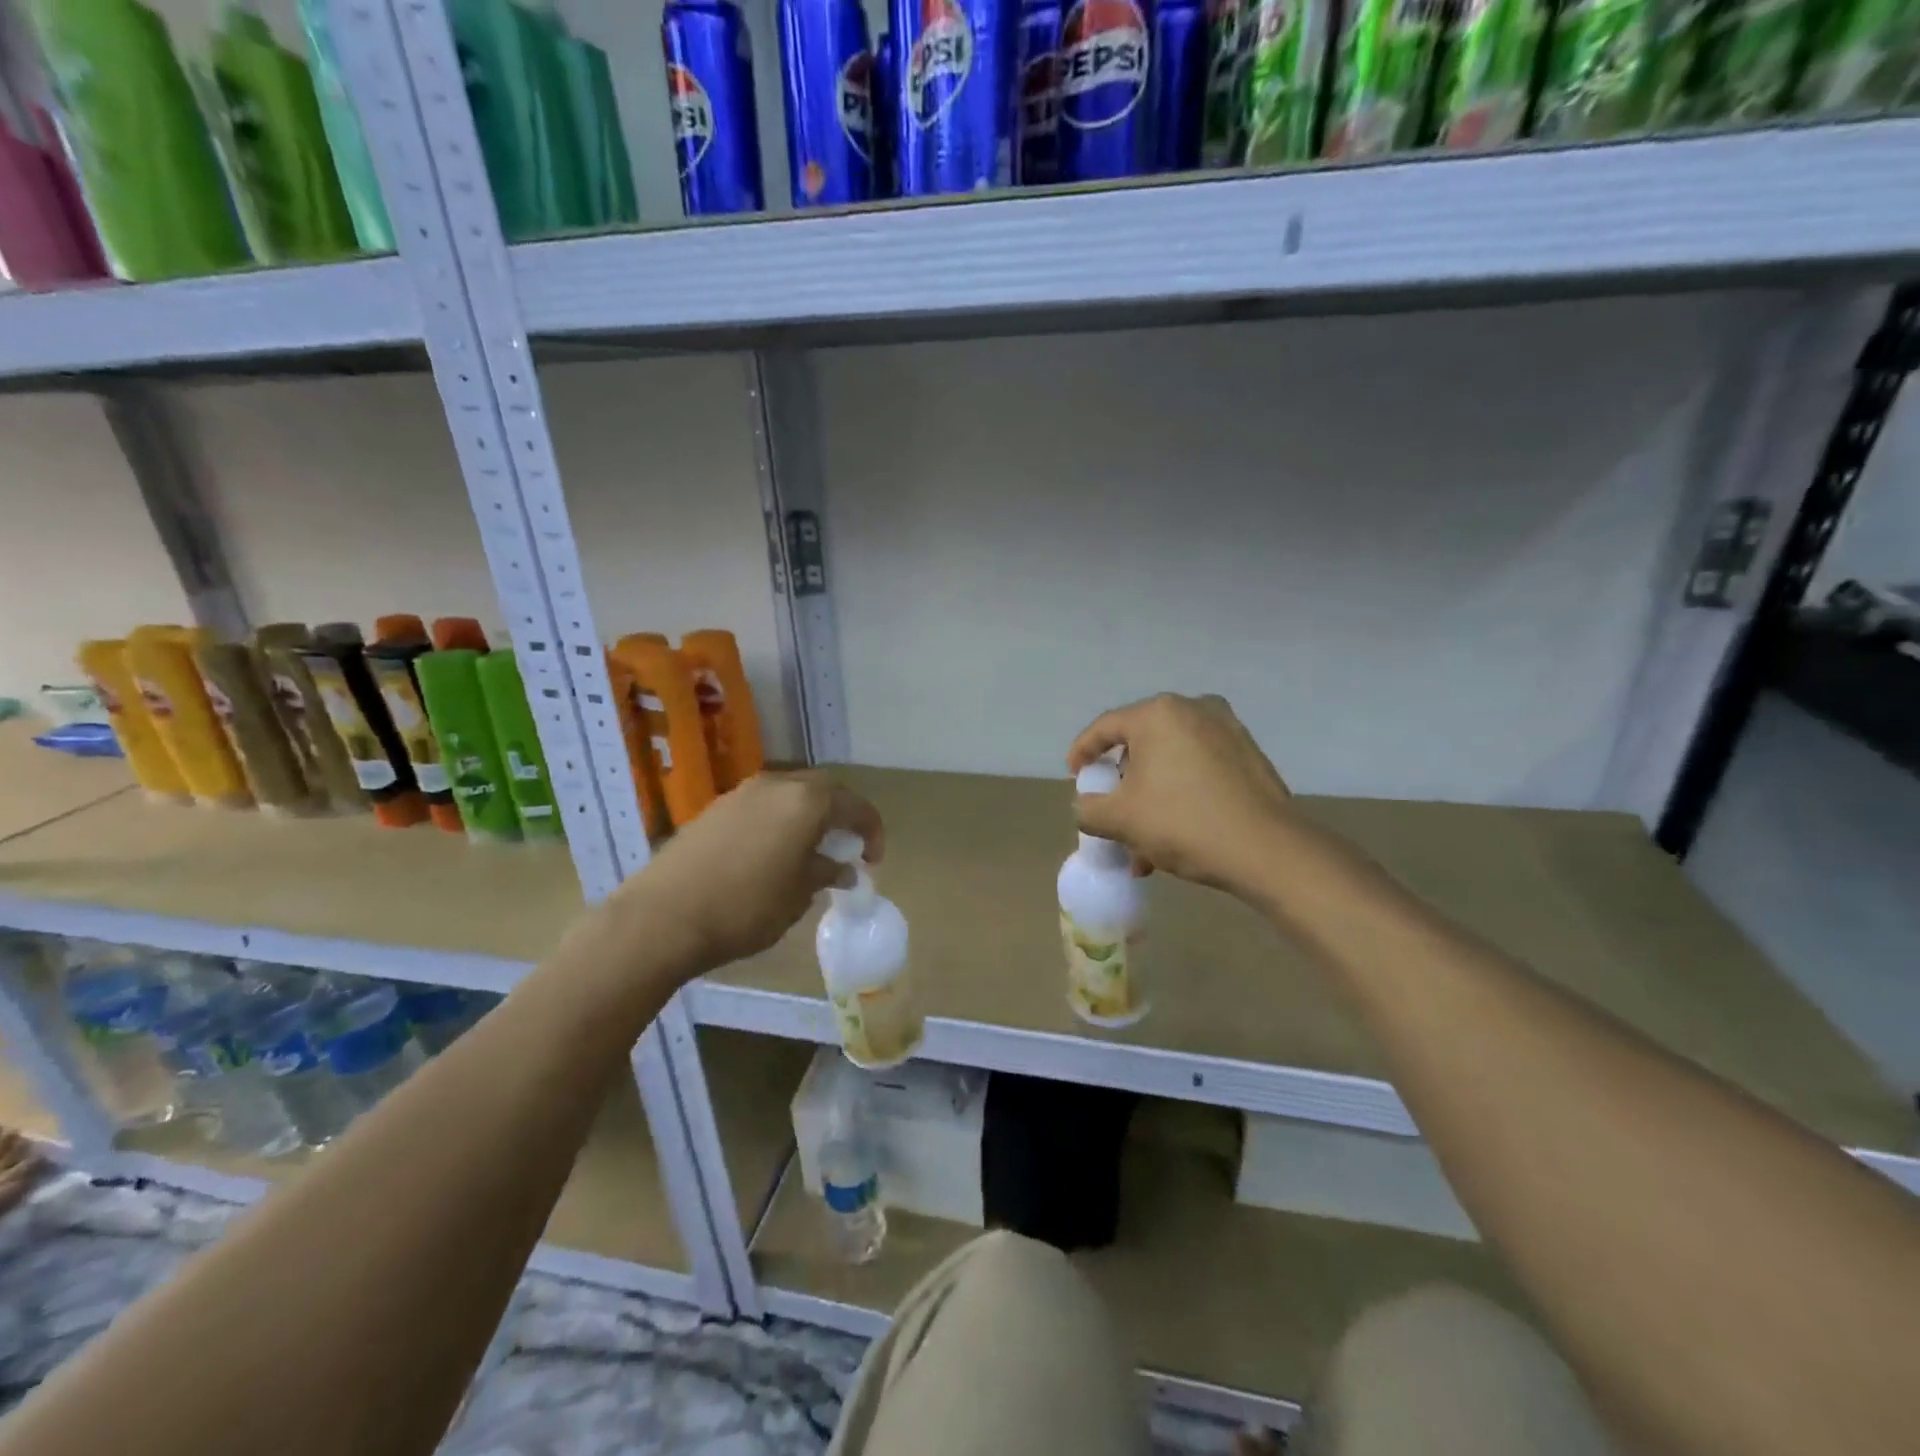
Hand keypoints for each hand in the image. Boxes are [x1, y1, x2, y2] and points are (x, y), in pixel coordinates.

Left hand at [616, 771, 882, 977]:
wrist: (661, 917)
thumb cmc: (745, 908)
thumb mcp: (798, 895)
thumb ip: (826, 873)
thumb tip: (844, 867)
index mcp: (806, 802)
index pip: (854, 806)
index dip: (871, 831)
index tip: (873, 860)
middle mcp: (776, 785)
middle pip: (823, 790)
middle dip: (841, 815)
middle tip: (846, 847)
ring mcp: (742, 793)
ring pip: (790, 794)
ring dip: (808, 816)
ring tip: (810, 851)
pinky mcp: (715, 809)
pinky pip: (762, 806)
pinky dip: (779, 821)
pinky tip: (772, 853)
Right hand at [1068, 694, 1294, 893]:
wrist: (1268, 850)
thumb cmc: (1183, 823)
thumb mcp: (1120, 819)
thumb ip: (1088, 808)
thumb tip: (1087, 804)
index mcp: (1158, 714)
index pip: (1105, 727)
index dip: (1082, 751)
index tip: (1074, 775)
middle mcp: (1194, 709)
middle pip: (1141, 744)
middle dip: (1123, 783)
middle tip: (1112, 811)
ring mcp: (1227, 729)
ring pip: (1171, 761)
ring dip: (1152, 796)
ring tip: (1144, 842)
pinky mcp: (1249, 754)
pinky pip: (1199, 768)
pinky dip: (1181, 792)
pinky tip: (1177, 833)